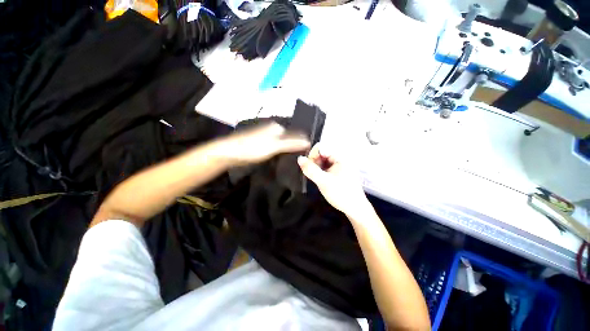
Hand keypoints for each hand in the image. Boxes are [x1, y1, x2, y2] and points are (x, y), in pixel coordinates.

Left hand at [218, 122, 309, 166]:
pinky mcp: (261, 144)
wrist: (229, 153)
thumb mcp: (274, 146)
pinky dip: (281, 152)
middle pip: (290, 138)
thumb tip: (308, 141)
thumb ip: (291, 143)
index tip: (311, 153)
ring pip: (283, 143)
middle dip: (297, 146)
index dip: (303, 143)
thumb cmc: (252, 148)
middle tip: (305, 158)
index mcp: (277, 127)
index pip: (296, 134)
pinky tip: (284, 159)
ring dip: (289, 150)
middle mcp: (272, 129)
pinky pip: (276, 148)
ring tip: (297, 160)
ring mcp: (266, 137)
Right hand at [298, 144, 369, 217]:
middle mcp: (340, 159)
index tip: (308, 166)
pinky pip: (326, 167)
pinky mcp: (338, 172)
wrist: (355, 208)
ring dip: (316, 167)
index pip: (321, 147)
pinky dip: (320, 171)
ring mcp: (339, 166)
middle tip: (311, 174)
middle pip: (321, 153)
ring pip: (323, 161)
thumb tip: (299, 158)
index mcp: (339, 157)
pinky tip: (319, 179)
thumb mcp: (323, 181)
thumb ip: (311, 170)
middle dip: (314, 162)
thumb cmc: (341, 193)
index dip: (312, 155)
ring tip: (315, 177)